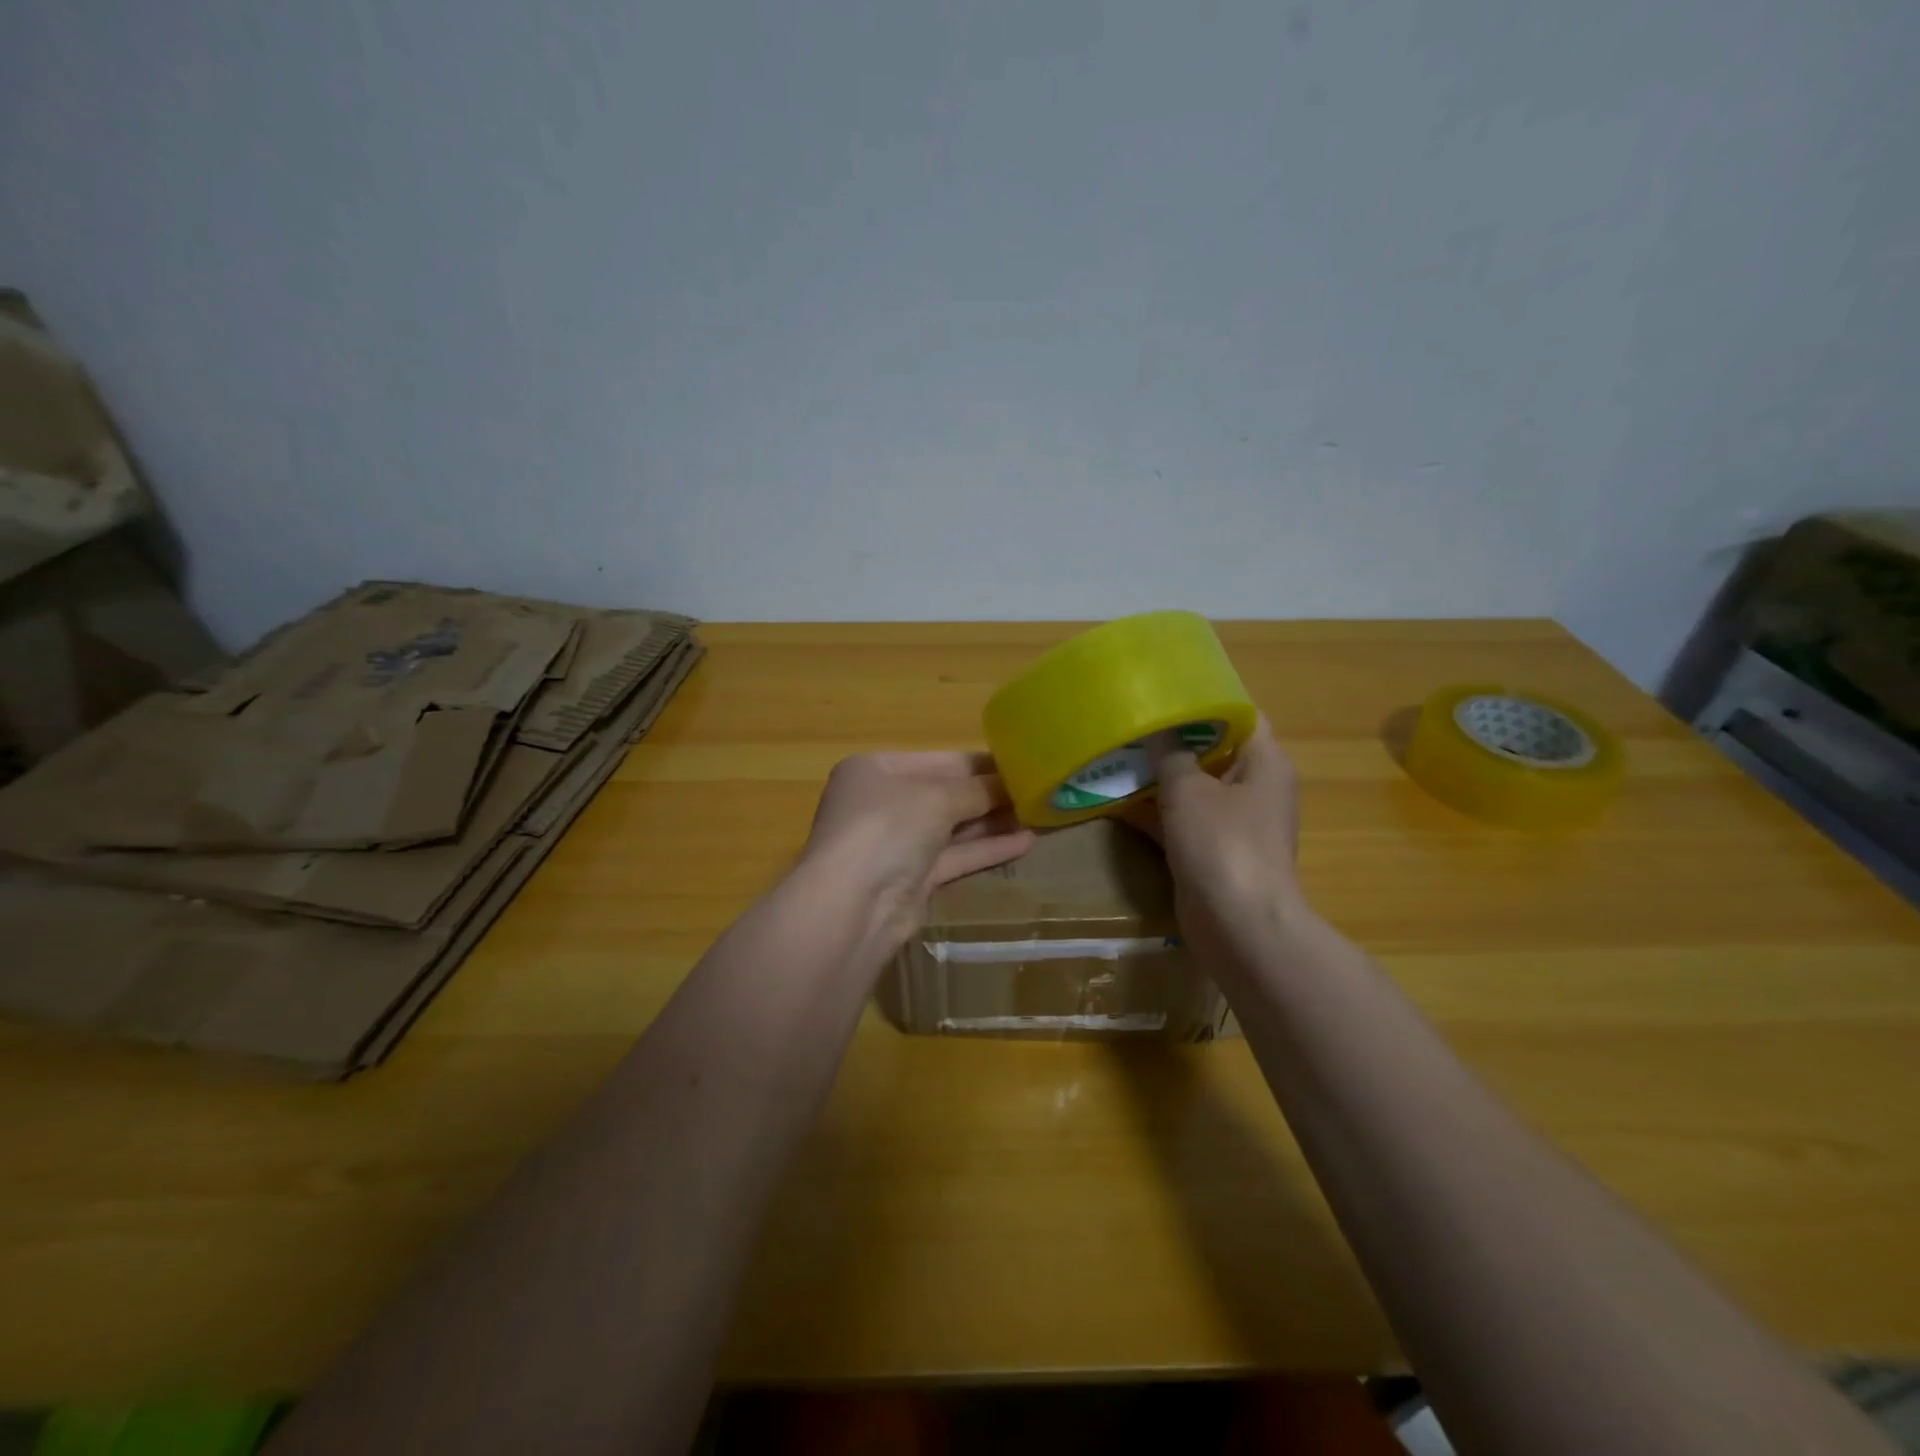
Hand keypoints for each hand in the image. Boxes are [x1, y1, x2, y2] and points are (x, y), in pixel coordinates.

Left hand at [801, 751, 1035, 950]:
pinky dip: (987, 849)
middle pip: (945, 793)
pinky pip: (955, 857)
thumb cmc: (887, 827)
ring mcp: (896, 844)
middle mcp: (883, 804)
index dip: (980, 763)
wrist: (854, 906)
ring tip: (1039, 814)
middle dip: (989, 793)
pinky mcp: (912, 880)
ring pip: (952, 828)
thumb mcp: (937, 796)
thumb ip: (977, 789)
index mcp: (876, 770)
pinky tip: (1026, 842)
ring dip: (993, 821)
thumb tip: (1010, 785)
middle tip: (1037, 790)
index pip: (938, 760)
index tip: (1022, 763)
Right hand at [1122, 717, 1305, 969]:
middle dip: (1173, 738)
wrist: (1238, 926)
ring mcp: (1233, 823)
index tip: (1166, 688)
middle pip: (1213, 751)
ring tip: (1117, 753)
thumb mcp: (1189, 789)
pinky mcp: (1211, 852)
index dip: (1207, 699)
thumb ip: (1170, 754)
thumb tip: (1157, 728)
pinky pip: (1181, 820)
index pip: (1241, 716)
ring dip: (1159, 776)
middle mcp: (1254, 788)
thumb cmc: (1222, 844)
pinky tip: (1114, 800)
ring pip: (1192, 788)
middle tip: (1132, 720)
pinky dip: (1154, 811)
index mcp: (1265, 763)